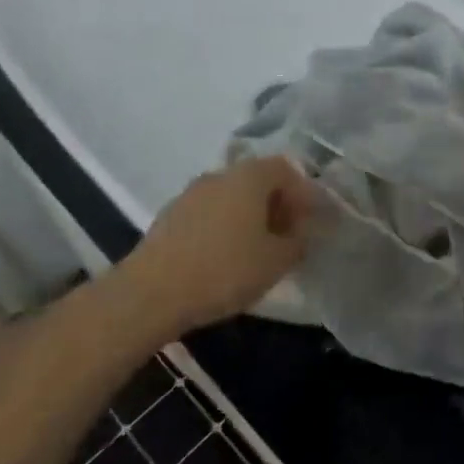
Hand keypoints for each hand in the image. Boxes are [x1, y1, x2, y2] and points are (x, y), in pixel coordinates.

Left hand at [123, 157, 315, 334]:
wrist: (150, 293)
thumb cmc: (225, 269)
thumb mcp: (277, 261)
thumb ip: (299, 241)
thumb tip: (303, 232)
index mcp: (250, 176)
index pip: (287, 169)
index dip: (305, 193)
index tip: (313, 222)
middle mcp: (220, 174)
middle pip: (258, 180)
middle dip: (278, 205)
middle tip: (290, 235)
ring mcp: (191, 193)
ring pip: (232, 197)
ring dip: (250, 217)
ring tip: (259, 249)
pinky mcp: (170, 216)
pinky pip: (210, 213)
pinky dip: (226, 227)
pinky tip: (227, 257)